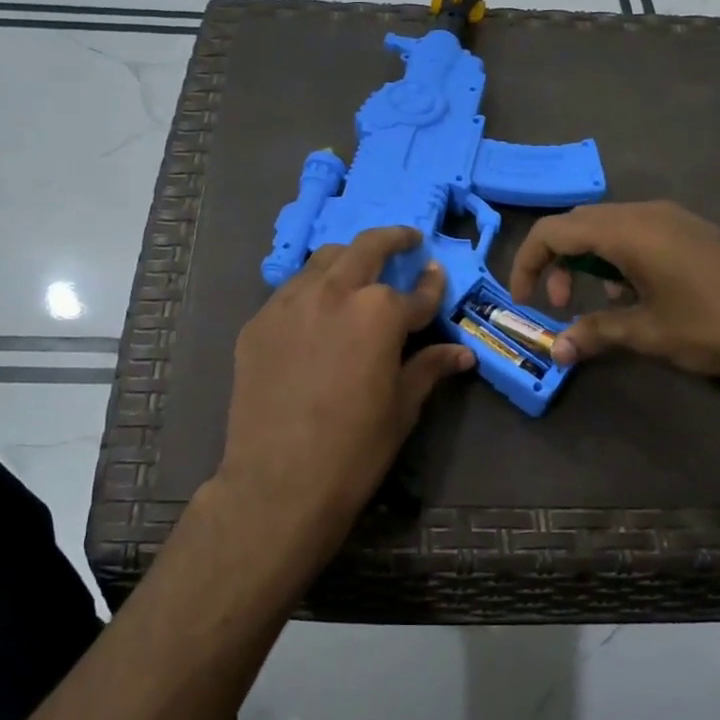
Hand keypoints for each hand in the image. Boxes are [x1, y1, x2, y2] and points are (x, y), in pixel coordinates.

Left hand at [216, 227, 474, 554]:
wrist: (279, 481)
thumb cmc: (355, 448)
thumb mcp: (402, 407)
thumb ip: (429, 367)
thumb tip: (462, 352)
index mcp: (380, 312)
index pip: (416, 292)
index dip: (433, 285)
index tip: (437, 274)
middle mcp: (335, 292)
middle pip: (366, 248)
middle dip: (392, 239)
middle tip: (405, 240)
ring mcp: (290, 303)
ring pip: (323, 261)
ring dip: (347, 258)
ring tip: (357, 269)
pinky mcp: (258, 323)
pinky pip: (290, 291)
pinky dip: (311, 289)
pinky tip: (316, 310)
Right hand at [509, 200, 719, 380]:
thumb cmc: (715, 325)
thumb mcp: (648, 333)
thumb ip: (595, 334)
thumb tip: (556, 350)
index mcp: (627, 231)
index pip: (554, 232)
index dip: (528, 263)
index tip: (524, 300)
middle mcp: (645, 213)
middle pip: (578, 225)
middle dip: (558, 264)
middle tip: (562, 307)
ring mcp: (672, 218)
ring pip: (608, 229)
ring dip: (590, 264)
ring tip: (605, 309)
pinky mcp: (691, 231)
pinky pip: (637, 235)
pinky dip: (619, 261)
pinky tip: (639, 299)